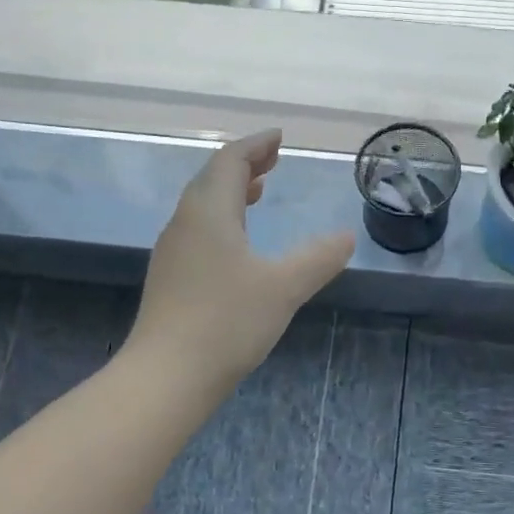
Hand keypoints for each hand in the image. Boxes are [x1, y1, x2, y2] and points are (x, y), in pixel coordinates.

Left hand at [129, 130, 354, 391]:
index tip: (279, 137)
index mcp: (209, 212)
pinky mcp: (170, 278)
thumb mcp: (284, 287)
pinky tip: (238, 243)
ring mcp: (173, 251)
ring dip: (232, 191)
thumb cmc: (227, 322)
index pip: (230, 160)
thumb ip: (318, 258)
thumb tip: (347, 237)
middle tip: (274, 160)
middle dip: (244, 164)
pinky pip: (198, 229)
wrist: (167, 376)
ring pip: (202, 205)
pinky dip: (222, 218)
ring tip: (259, 192)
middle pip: (212, 178)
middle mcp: (185, 222)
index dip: (256, 144)